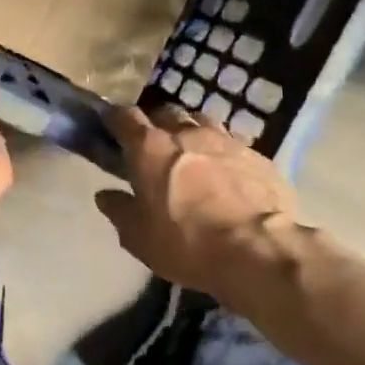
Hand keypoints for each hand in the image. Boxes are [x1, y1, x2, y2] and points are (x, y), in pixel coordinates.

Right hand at [94, 104, 315, 306]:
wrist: (258, 251)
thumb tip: (106, 195)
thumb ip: (119, 211)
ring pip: (201, 121)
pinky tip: (226, 171)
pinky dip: (222, 152)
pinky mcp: (257, 155)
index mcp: (149, 148)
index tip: (110, 128)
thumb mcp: (139, 237)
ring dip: (191, 132)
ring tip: (191, 154)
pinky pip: (233, 142)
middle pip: (165, 112)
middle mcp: (185, 133)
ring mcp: (225, 139)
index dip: (115, 120)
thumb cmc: (187, 243)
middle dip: (156, 124)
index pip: (124, 117)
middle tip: (153, 147)